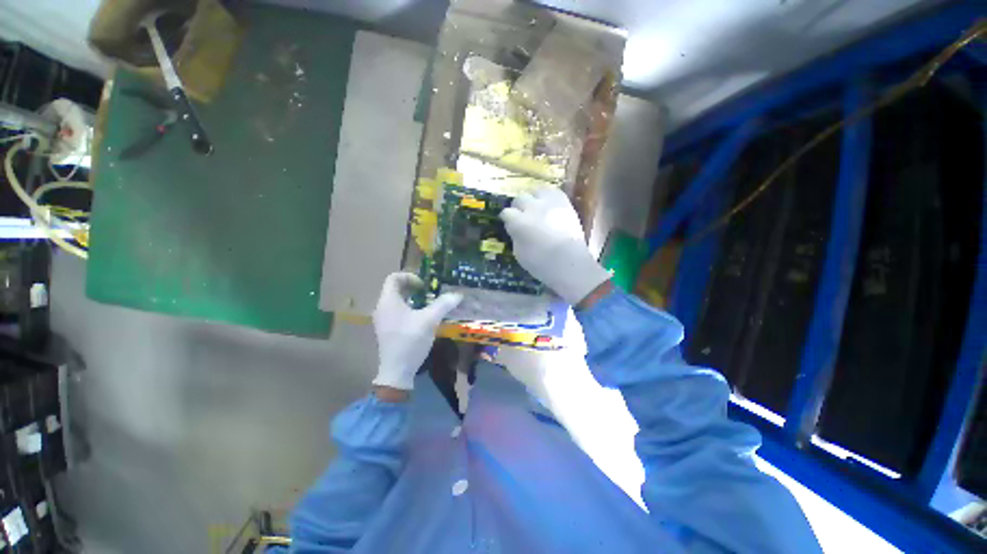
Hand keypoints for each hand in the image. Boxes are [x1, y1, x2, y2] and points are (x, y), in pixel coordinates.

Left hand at [372, 272, 462, 390]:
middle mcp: (382, 308)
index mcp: (388, 301)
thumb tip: (457, 295)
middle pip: (395, 289)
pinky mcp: (387, 330)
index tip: (424, 286)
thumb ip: (443, 305)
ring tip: (427, 305)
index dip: (410, 277)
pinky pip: (397, 312)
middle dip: (413, 288)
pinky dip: (409, 309)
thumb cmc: (410, 340)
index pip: (393, 278)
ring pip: (396, 301)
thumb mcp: (429, 320)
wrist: (397, 371)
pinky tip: (422, 318)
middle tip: (428, 293)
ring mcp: (383, 320)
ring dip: (412, 299)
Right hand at [500, 188, 610, 305]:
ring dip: (534, 199)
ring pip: (536, 191)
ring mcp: (549, 203)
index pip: (506, 213)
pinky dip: (549, 197)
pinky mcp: (565, 203)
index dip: (507, 219)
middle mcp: (532, 208)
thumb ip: (515, 237)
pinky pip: (553, 192)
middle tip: (522, 217)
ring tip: (537, 209)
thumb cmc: (541, 264)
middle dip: (519, 207)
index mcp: (519, 223)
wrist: (570, 263)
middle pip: (519, 198)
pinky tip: (549, 206)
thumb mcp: (519, 254)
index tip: (510, 225)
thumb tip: (515, 229)